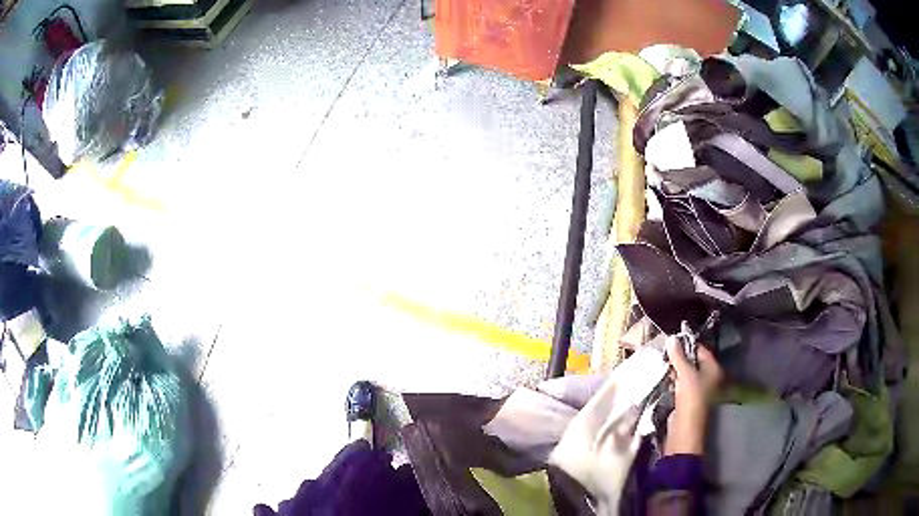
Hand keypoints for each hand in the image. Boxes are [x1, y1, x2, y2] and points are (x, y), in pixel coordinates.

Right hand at [665, 337, 722, 454]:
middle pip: (693, 361)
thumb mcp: (684, 374)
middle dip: (679, 359)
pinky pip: (681, 385)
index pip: (700, 350)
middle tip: (665, 355)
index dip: (686, 345)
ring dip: (675, 371)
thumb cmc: (691, 398)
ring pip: (686, 374)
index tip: (671, 343)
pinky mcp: (689, 399)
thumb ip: (678, 356)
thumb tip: (671, 338)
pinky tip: (666, 380)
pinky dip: (674, 382)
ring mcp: (699, 389)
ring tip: (663, 366)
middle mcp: (709, 377)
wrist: (685, 428)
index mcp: (713, 368)